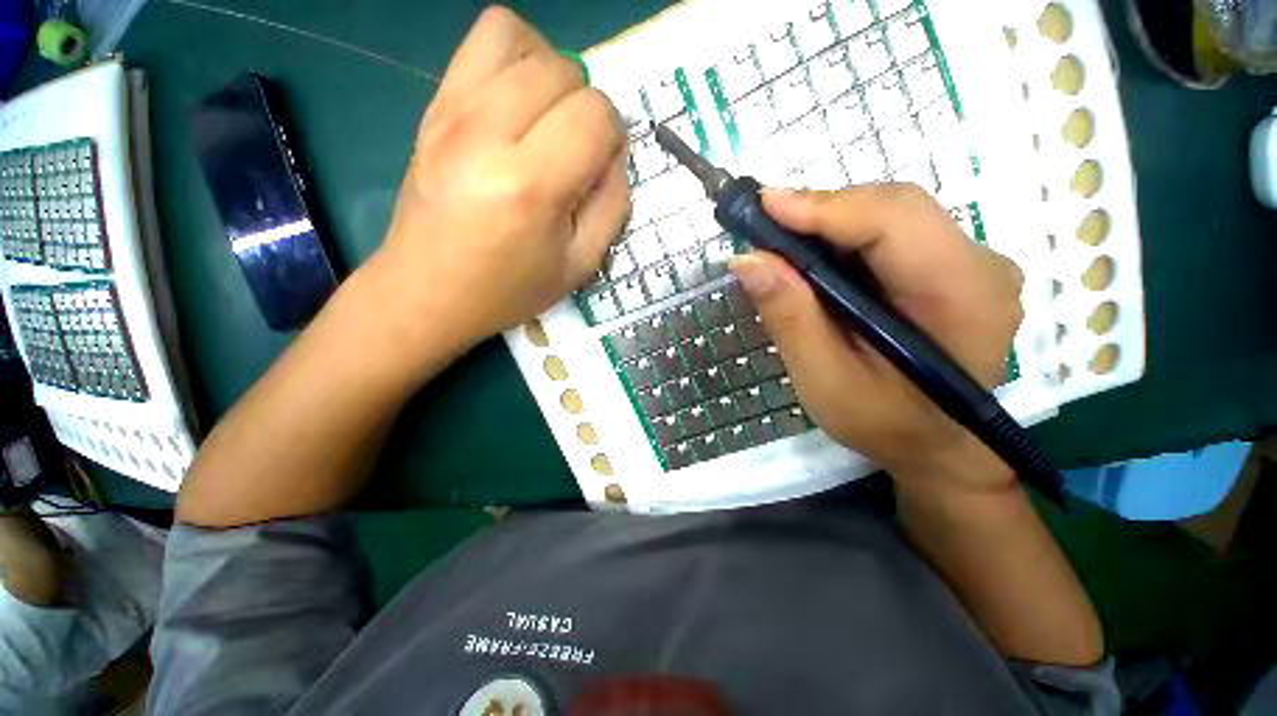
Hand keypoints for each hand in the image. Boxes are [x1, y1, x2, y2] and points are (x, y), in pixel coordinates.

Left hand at [369, 7, 628, 359]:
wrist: (428, 291)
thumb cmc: (510, 289)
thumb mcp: (580, 264)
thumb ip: (612, 206)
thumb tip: (615, 157)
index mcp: (531, 186)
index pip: (595, 114)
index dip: (613, 136)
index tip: (602, 166)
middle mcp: (487, 134)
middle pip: (563, 71)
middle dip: (587, 106)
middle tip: (577, 149)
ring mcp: (451, 112)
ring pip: (521, 39)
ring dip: (552, 73)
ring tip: (549, 119)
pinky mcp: (433, 106)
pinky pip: (481, 42)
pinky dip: (514, 59)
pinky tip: (518, 102)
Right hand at [729, 185, 1023, 492]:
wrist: (938, 447)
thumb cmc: (885, 425)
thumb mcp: (825, 381)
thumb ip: (790, 318)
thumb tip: (747, 260)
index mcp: (963, 297)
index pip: (894, 222)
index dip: (825, 207)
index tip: (764, 205)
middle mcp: (980, 266)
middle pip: (895, 207)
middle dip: (822, 211)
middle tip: (764, 227)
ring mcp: (971, 263)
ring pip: (892, 213)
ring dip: (830, 222)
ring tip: (782, 243)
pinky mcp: (952, 267)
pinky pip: (893, 233)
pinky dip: (845, 237)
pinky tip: (814, 258)